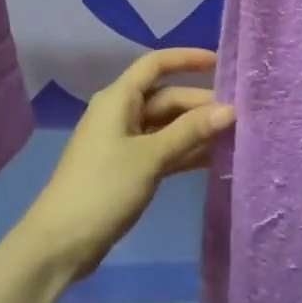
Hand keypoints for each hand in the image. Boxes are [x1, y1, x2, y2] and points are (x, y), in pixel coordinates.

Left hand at [18, 49, 233, 281]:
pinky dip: (185, 152)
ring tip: (236, 136)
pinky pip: (162, 149)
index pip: (156, 64)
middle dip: (200, 104)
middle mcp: (121, 113)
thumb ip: (190, 132)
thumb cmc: (103, 188)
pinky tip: (214, 159)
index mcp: (119, 98)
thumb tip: (230, 109)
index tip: (221, 62)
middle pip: (166, 98)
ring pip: (167, 126)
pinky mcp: (128, 168)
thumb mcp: (150, 157)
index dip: (187, 59)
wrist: (61, 243)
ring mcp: (124, 142)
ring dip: (196, 130)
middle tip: (241, 115)